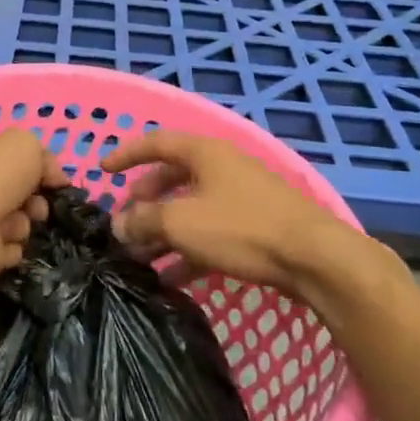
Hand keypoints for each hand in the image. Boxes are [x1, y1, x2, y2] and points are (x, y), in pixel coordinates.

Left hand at [0, 131, 68, 290]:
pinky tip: (10, 246)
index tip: (51, 180)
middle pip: (9, 194)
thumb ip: (43, 156)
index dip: (29, 168)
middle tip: (38, 207)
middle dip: (31, 200)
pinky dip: (12, 250)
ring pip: (10, 224)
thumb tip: (55, 177)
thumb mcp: (23, 145)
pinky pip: (4, 253)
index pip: (0, 161)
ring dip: (22, 225)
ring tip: (18, 227)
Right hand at [101, 132, 392, 299]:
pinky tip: (173, 278)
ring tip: (141, 258)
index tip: (102, 170)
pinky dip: (189, 249)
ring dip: (164, 231)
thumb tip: (118, 224)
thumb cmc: (242, 228)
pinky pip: (212, 232)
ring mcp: (242, 197)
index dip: (126, 153)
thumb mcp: (182, 223)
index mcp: (205, 153)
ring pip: (191, 208)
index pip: (156, 142)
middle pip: (173, 177)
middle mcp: (222, 167)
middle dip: (145, 200)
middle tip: (125, 220)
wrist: (317, 259)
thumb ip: (144, 221)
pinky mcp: (257, 226)